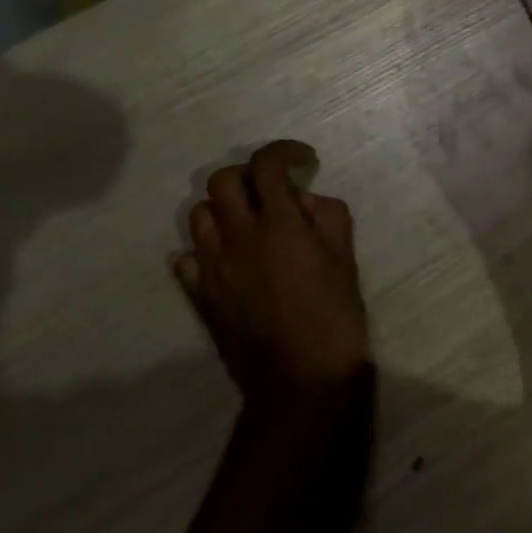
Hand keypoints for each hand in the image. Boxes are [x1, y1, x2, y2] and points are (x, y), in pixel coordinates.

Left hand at [173, 140, 368, 403]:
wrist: (299, 380)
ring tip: (248, 223)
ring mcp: (212, 267)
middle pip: (221, 181)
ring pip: (199, 215)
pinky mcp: (200, 296)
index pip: (266, 165)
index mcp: (278, 224)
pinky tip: (228, 260)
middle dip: (248, 175)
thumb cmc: (334, 316)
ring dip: (224, 208)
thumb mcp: (345, 259)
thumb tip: (303, 201)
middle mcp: (237, 237)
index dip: (283, 152)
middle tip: (272, 190)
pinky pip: (186, 259)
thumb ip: (327, 217)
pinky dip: (204, 249)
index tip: (302, 160)